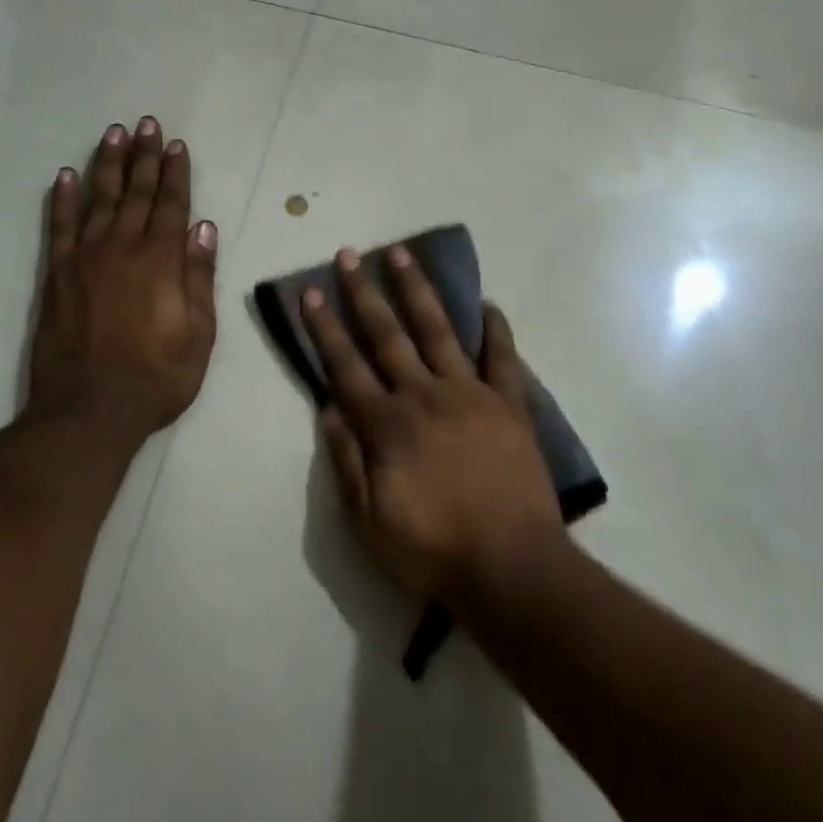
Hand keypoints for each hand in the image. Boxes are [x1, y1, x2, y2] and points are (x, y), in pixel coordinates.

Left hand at [26, 118, 218, 445]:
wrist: (91, 409)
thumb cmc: (158, 376)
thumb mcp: (200, 332)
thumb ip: (200, 276)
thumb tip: (204, 228)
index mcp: (162, 260)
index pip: (172, 205)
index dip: (175, 173)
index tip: (176, 144)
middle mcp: (123, 248)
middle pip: (136, 193)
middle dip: (143, 156)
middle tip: (145, 123)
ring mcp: (85, 258)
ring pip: (99, 199)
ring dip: (107, 165)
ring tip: (113, 134)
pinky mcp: (57, 275)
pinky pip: (60, 227)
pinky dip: (62, 199)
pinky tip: (66, 176)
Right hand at [303, 245, 565, 606]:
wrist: (512, 568)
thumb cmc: (433, 551)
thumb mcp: (369, 522)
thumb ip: (346, 461)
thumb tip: (328, 408)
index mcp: (388, 425)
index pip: (346, 366)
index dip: (325, 328)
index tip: (311, 291)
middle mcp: (425, 395)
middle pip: (388, 335)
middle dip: (364, 293)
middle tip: (350, 254)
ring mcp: (471, 394)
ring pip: (439, 331)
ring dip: (418, 290)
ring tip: (403, 253)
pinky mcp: (509, 405)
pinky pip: (503, 358)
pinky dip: (496, 330)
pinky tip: (488, 304)